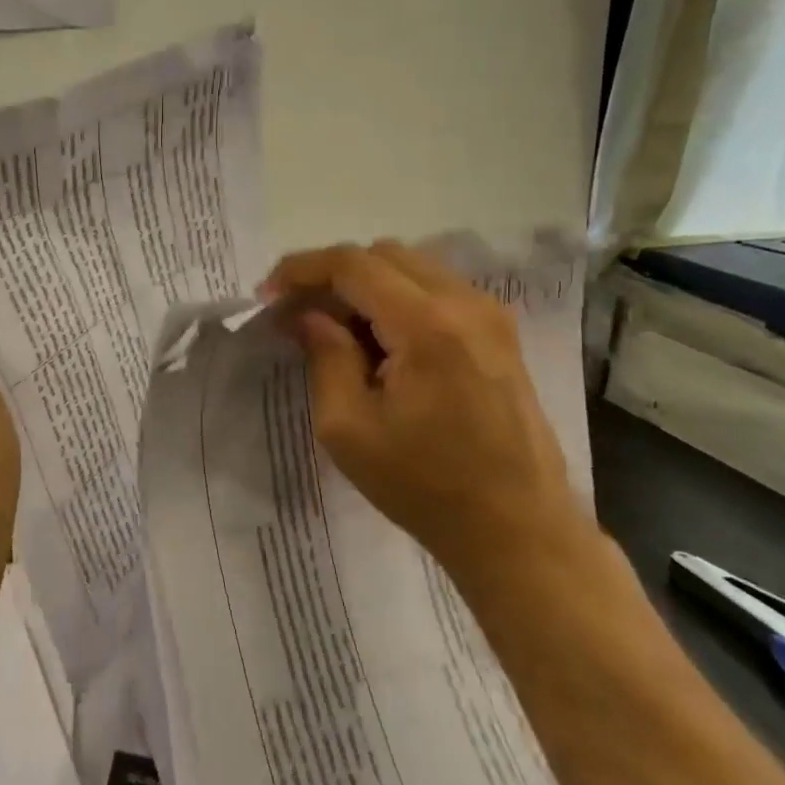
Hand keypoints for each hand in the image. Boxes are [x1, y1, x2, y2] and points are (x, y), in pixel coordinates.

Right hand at [261, 240, 590, 571]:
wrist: (517, 529)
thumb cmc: (424, 486)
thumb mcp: (348, 428)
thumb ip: (325, 357)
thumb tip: (310, 316)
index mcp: (427, 325)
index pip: (353, 265)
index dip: (302, 269)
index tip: (267, 294)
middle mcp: (465, 303)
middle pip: (383, 255)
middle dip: (332, 275)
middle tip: (297, 314)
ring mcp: (490, 315)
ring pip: (412, 267)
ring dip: (365, 286)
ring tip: (334, 329)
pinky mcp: (500, 333)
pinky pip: (436, 290)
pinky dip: (396, 299)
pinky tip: (378, 342)